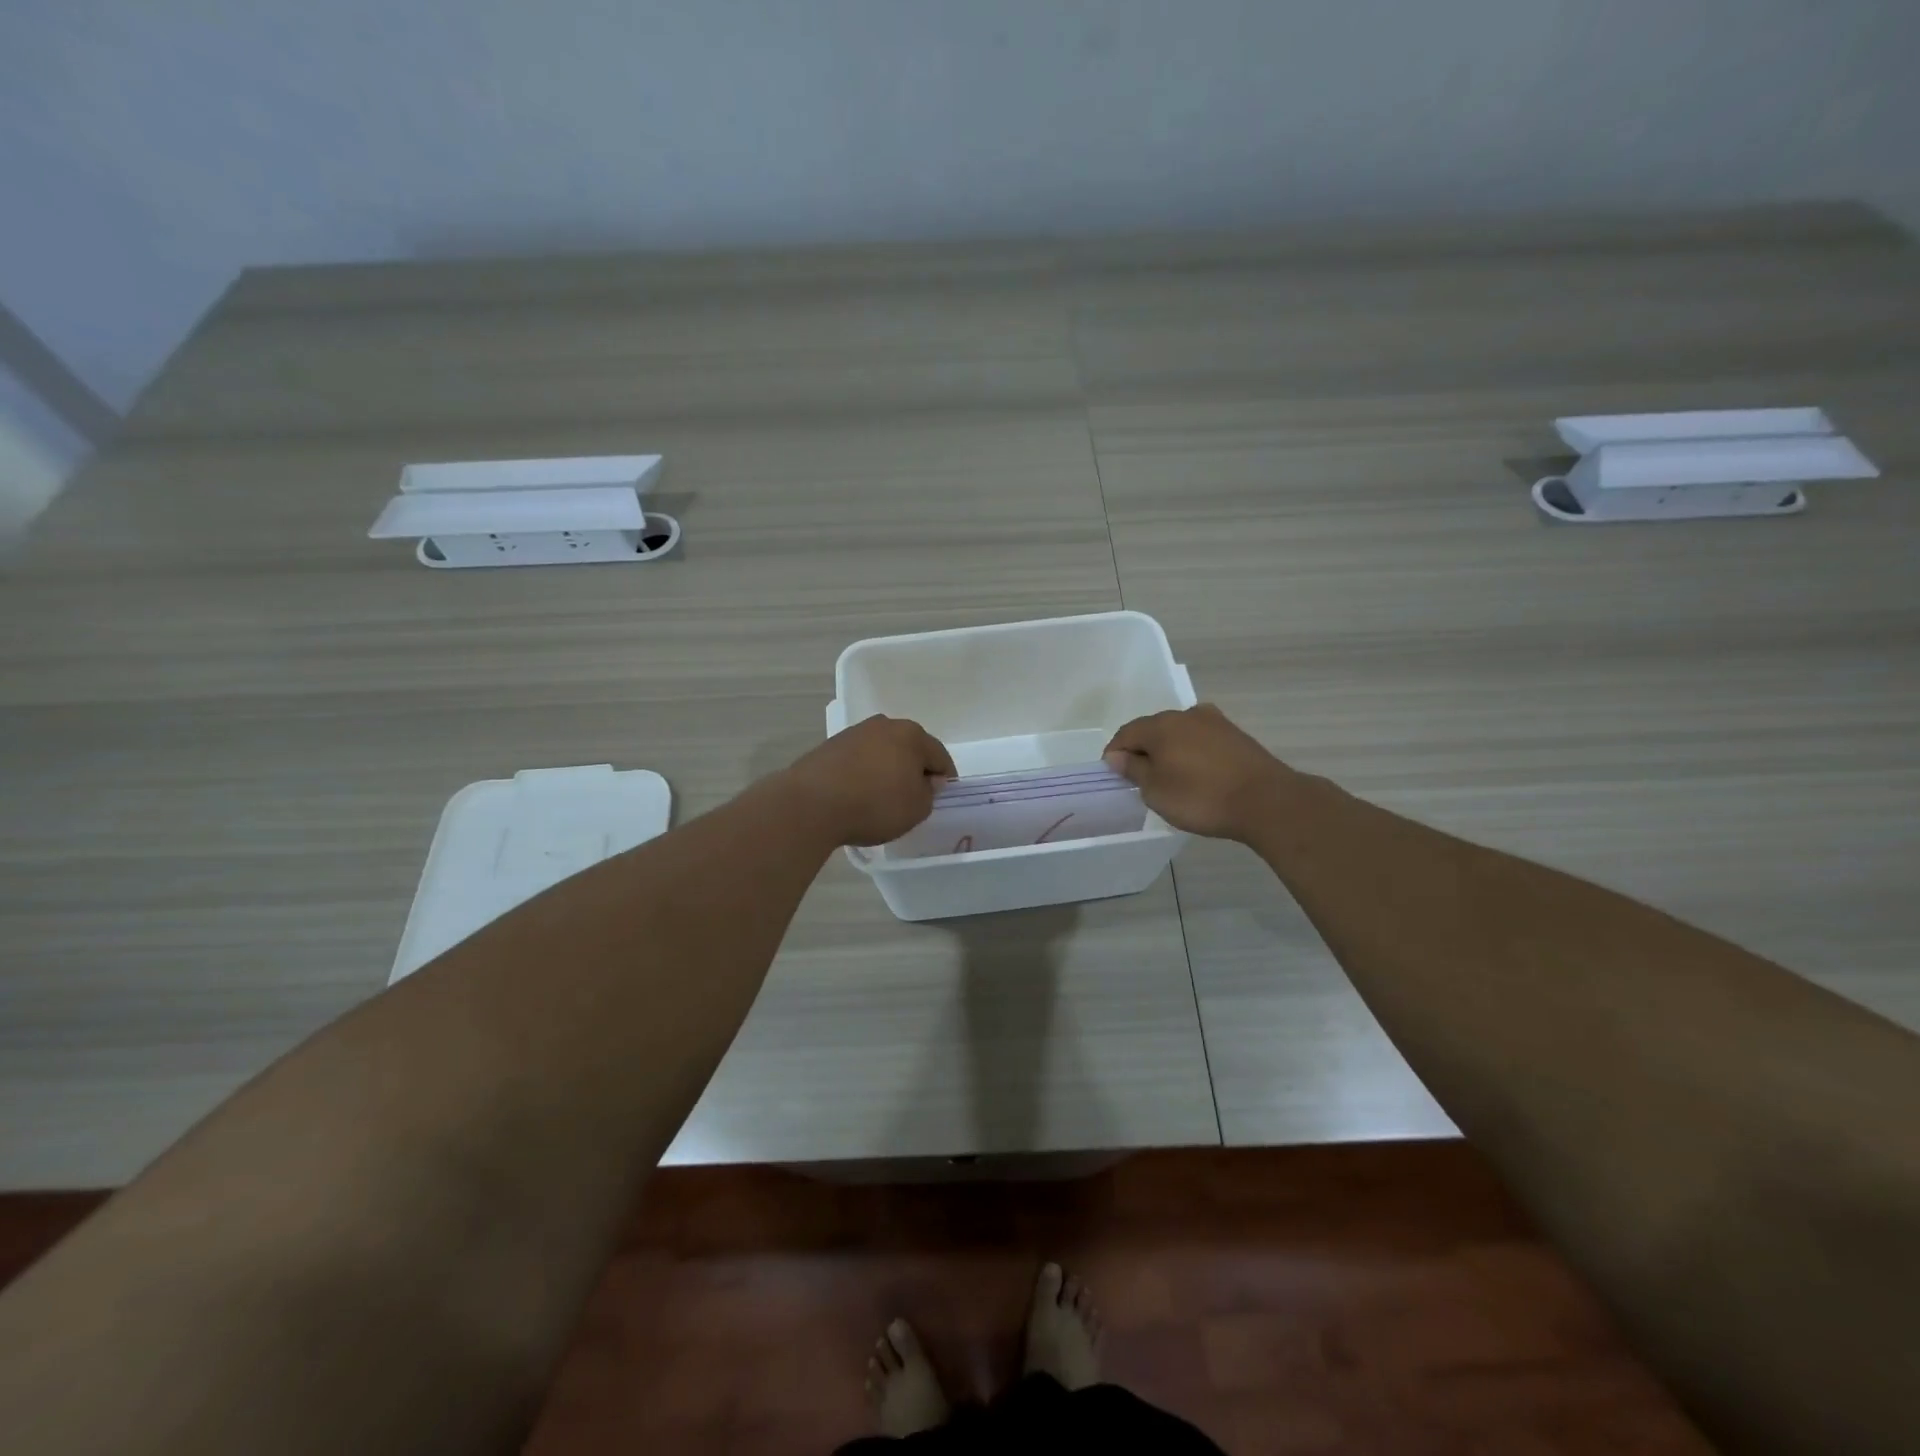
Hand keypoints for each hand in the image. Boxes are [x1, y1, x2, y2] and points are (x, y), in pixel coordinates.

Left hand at [778, 714, 956, 846]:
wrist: (812, 804)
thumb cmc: (875, 804)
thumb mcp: (917, 808)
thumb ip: (929, 793)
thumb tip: (925, 780)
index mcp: (912, 735)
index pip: (940, 756)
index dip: (944, 779)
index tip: (940, 798)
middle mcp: (884, 725)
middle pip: (909, 749)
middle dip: (914, 770)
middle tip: (913, 798)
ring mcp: (854, 733)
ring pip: (882, 752)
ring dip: (887, 770)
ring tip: (882, 798)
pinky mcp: (830, 747)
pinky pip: (858, 761)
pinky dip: (863, 774)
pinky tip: (857, 795)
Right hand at [1103, 704, 1291, 841]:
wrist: (1266, 801)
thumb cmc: (1201, 797)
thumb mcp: (1156, 791)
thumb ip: (1134, 770)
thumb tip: (1118, 756)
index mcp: (1160, 725)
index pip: (1126, 734)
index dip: (1115, 754)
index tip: (1113, 776)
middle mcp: (1186, 715)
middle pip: (1153, 729)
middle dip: (1142, 751)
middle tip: (1140, 780)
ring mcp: (1214, 722)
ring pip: (1179, 733)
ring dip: (1169, 751)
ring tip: (1170, 778)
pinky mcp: (1236, 735)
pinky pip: (1201, 741)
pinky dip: (1192, 754)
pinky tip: (1197, 774)